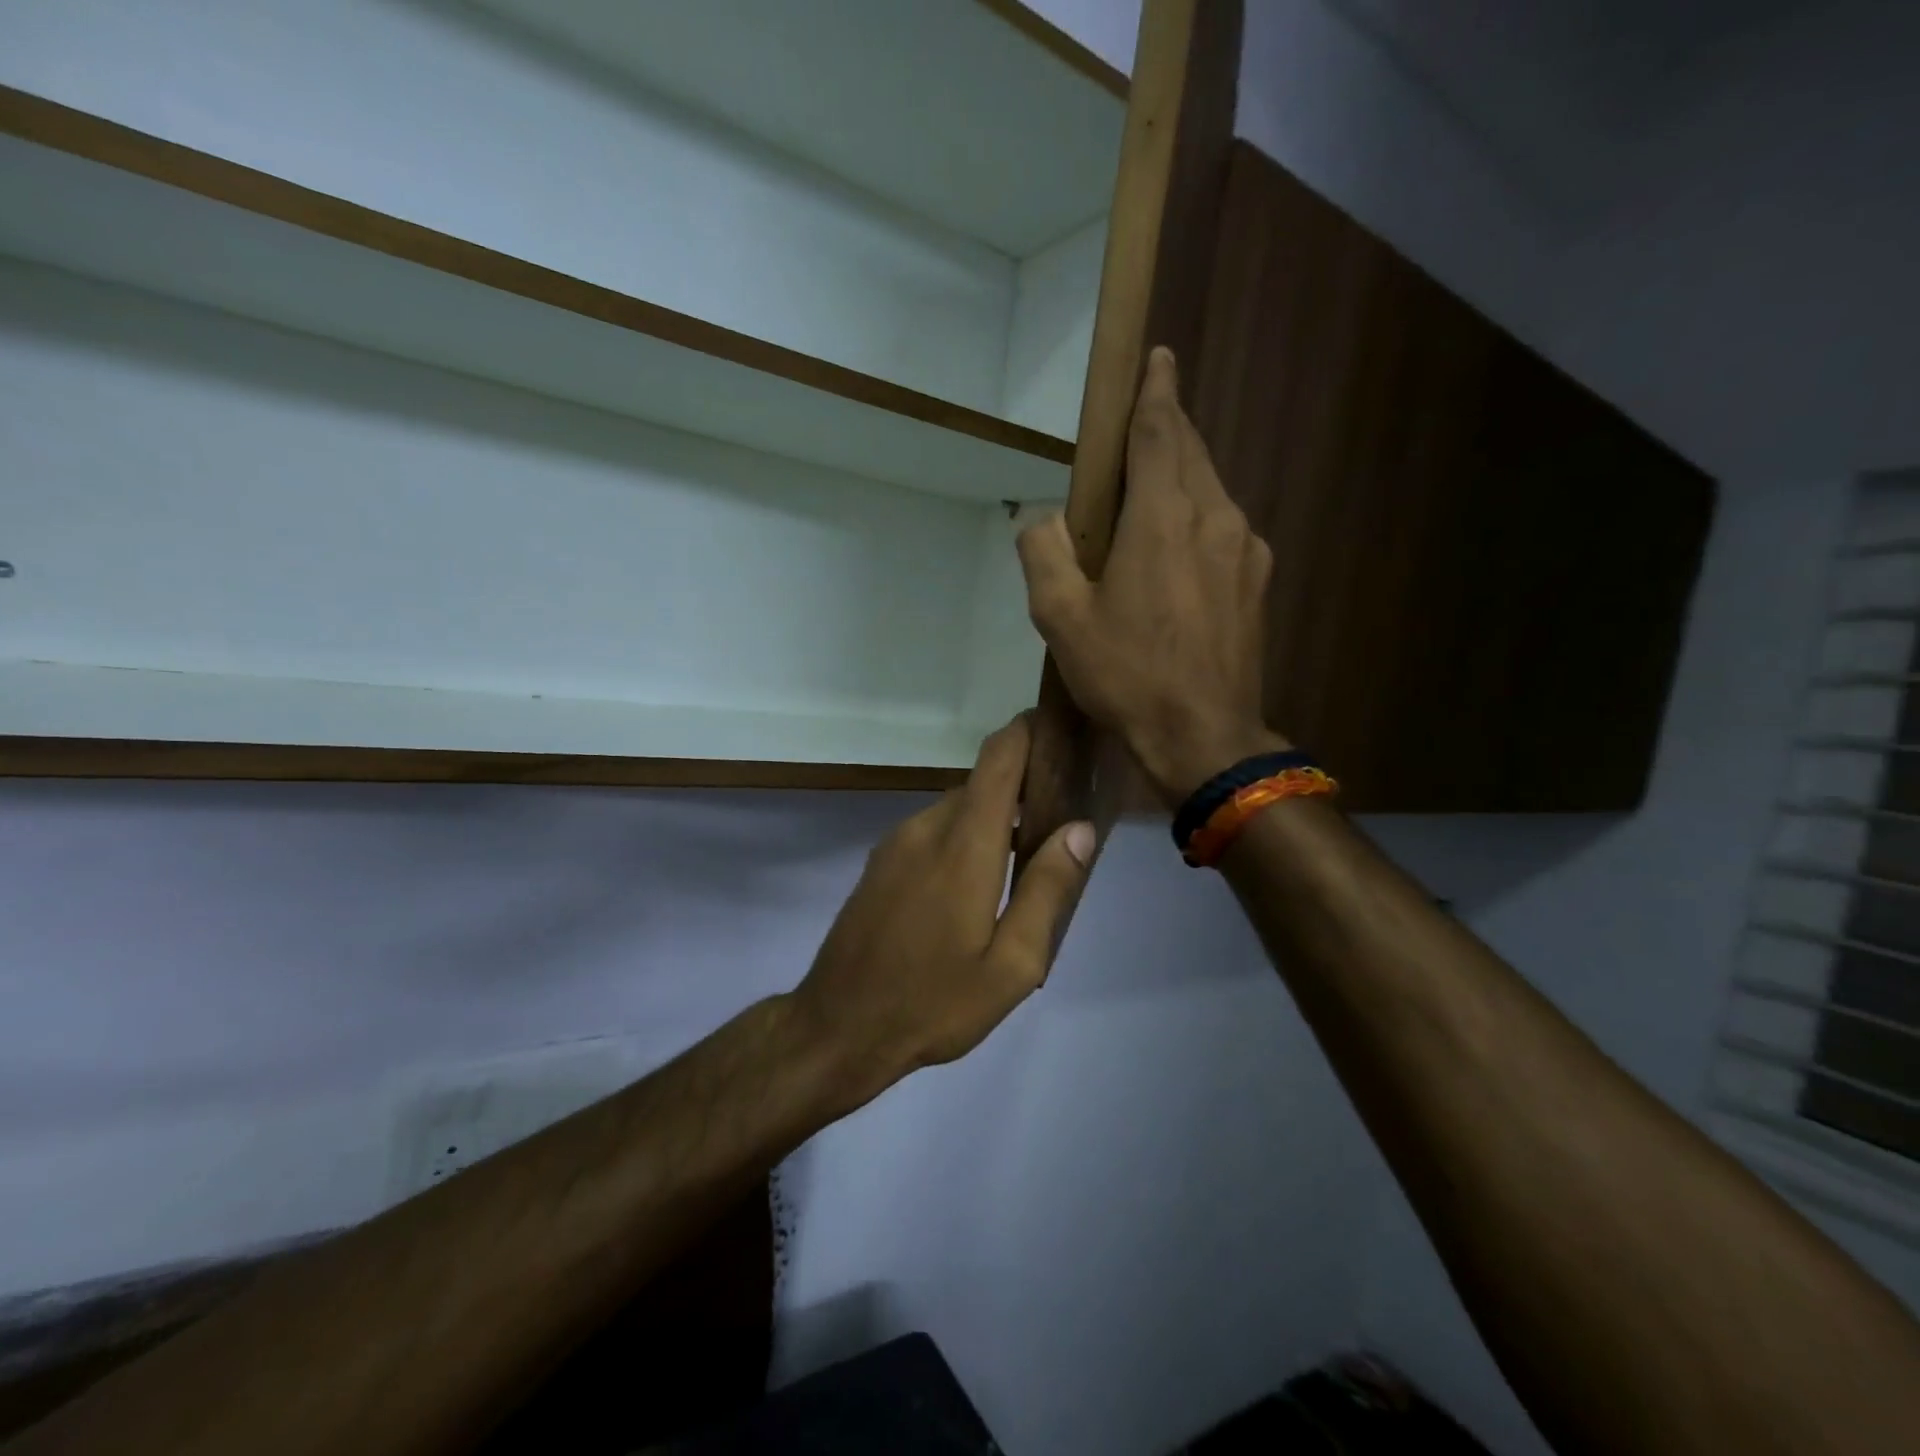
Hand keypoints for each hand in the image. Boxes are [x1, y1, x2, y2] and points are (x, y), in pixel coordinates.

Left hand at [790, 715, 1093, 1107]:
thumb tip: (1079, 829)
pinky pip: (933, 831)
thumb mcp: (1011, 965)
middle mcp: (927, 827)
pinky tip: (977, 885)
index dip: (1029, 732)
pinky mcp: (882, 861)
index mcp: (963, 844)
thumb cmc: (933, 1002)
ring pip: (958, 809)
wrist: (838, 1027)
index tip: (1063, 733)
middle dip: (1023, 789)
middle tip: (1061, 822)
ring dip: (992, 820)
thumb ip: (1047, 890)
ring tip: (1025, 862)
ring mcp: (897, 842)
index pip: (998, 758)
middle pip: (983, 784)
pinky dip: (964, 838)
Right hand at [1018, 347, 1282, 803]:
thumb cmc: (1126, 675)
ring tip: (1149, 498)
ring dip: (1181, 478)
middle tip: (1140, 425)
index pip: (1160, 430)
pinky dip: (1198, 520)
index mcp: (1163, 516)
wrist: (1204, 737)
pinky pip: (1225, 529)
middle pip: (1190, 452)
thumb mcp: (1061, 619)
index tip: (1156, 357)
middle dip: (1166, 429)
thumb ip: (1043, 553)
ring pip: (1211, 490)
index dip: (1155, 390)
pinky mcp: (1258, 581)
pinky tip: (1177, 554)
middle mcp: (1215, 516)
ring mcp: (1245, 549)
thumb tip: (1042, 519)